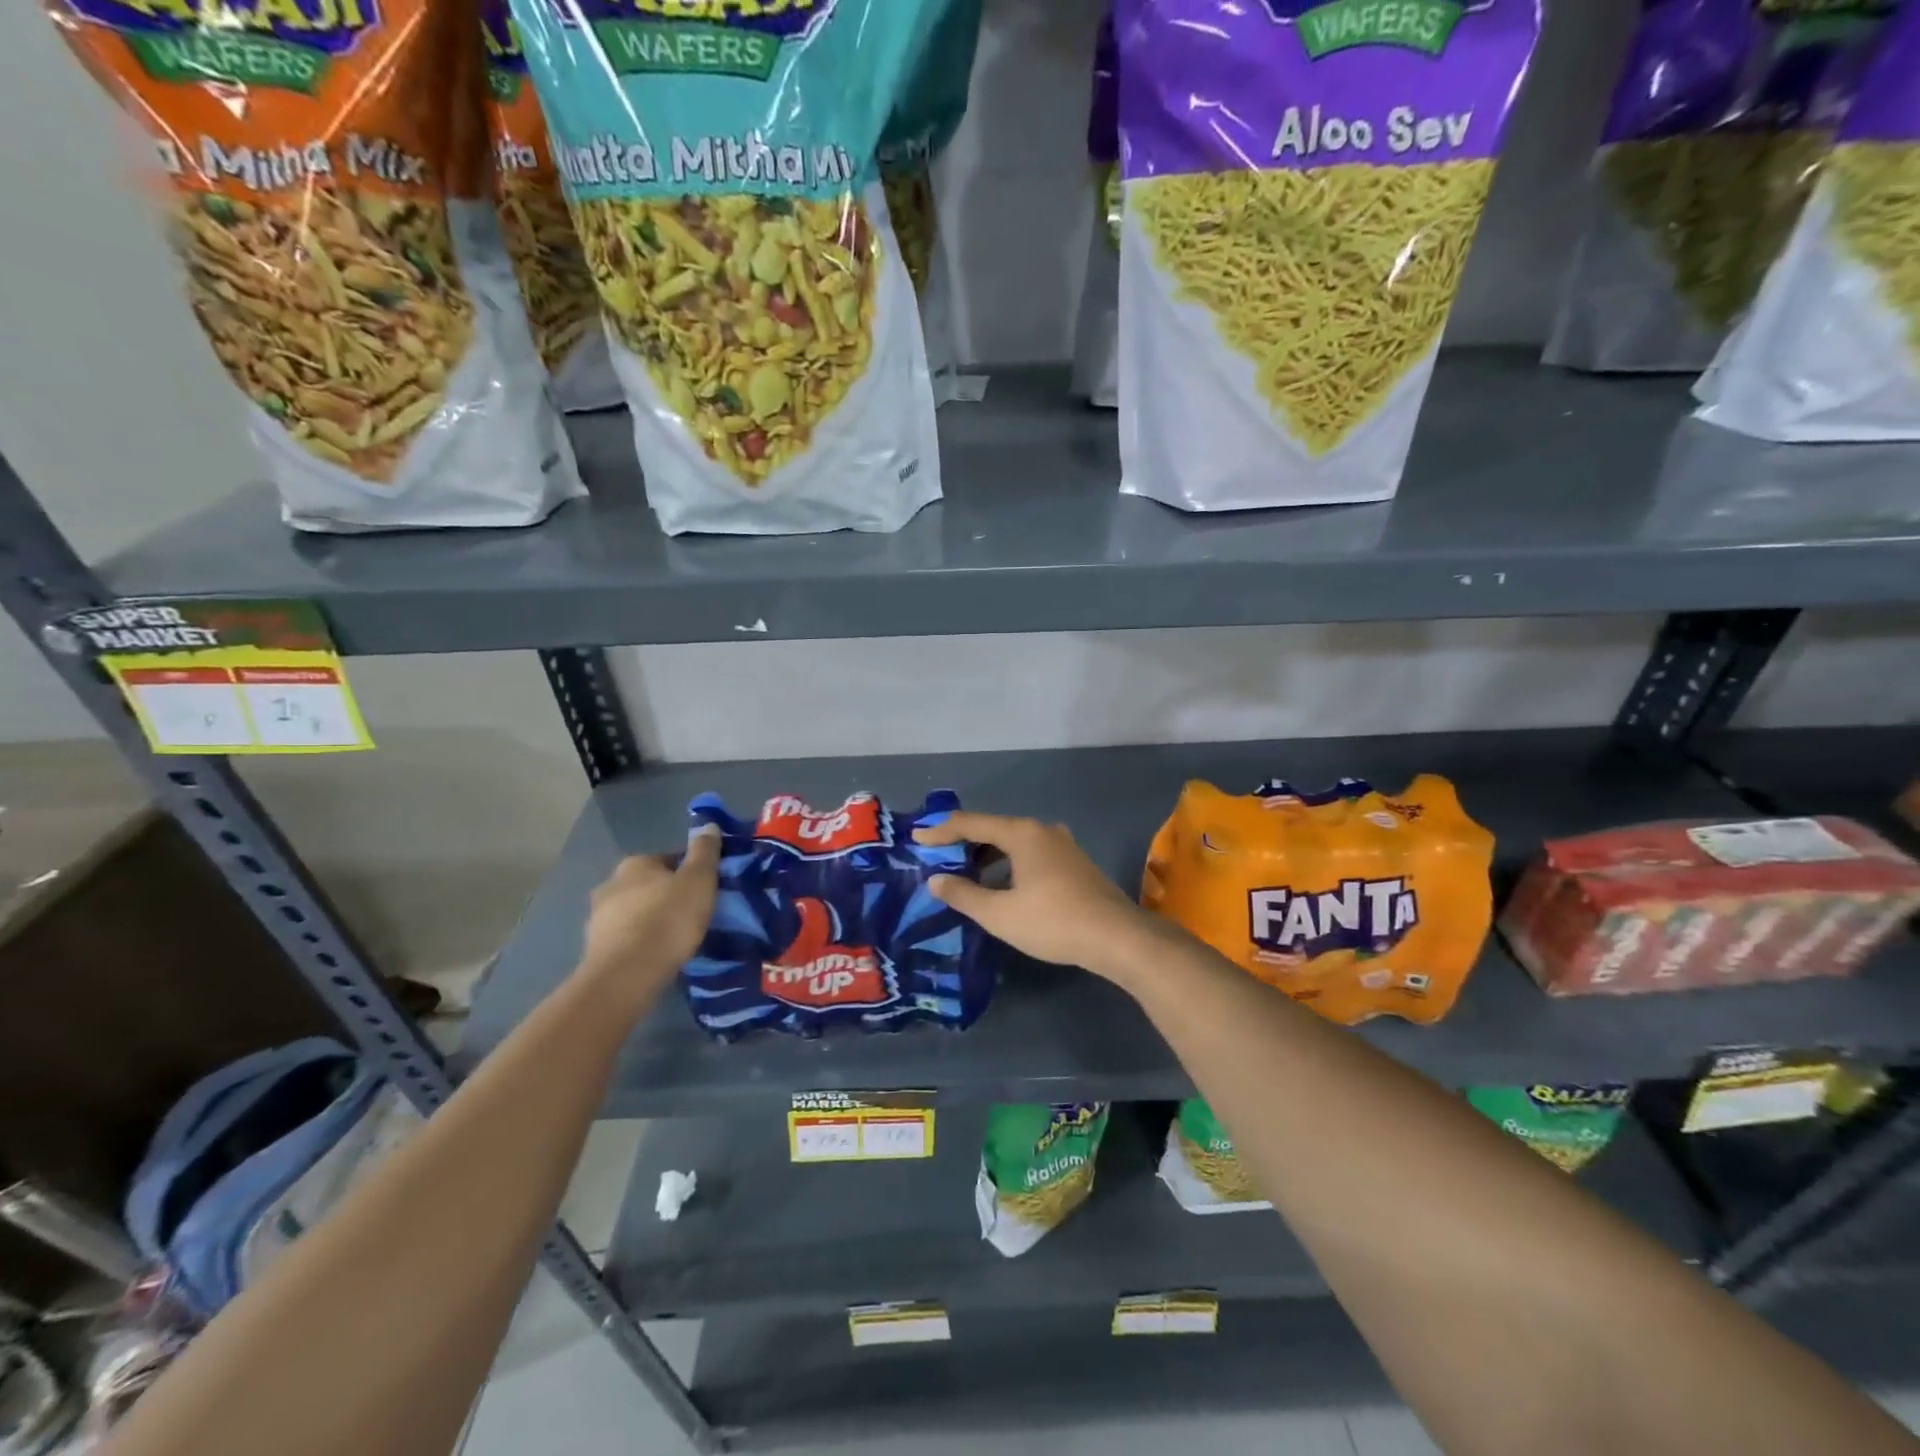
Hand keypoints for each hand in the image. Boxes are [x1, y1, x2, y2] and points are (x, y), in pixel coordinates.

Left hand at [577, 827, 720, 1011]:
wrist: (627, 973)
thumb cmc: (668, 919)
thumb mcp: (699, 880)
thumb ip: (705, 852)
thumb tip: (708, 825)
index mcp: (636, 863)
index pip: (670, 859)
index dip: (691, 873)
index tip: (706, 891)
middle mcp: (611, 882)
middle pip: (649, 885)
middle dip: (668, 895)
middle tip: (692, 914)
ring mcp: (597, 916)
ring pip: (634, 911)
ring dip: (651, 919)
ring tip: (675, 939)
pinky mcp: (594, 947)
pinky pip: (625, 937)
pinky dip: (639, 941)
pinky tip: (656, 955)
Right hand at [914, 812, 1162, 981]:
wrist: (1117, 937)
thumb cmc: (1053, 922)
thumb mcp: (999, 914)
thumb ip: (963, 894)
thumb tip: (935, 879)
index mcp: (1022, 833)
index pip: (971, 823)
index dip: (941, 830)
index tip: (916, 837)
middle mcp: (1042, 830)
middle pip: (993, 828)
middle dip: (963, 842)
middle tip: (937, 856)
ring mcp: (1062, 845)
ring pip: (1014, 842)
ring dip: (986, 855)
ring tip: (965, 874)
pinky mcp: (1074, 863)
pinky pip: (1030, 853)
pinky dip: (1007, 863)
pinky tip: (1001, 886)